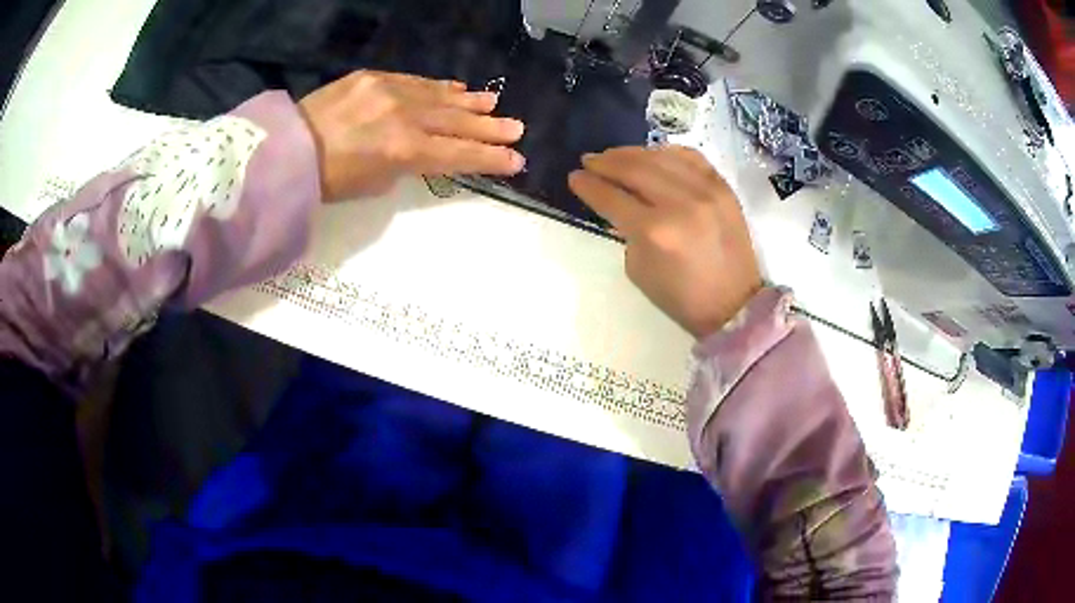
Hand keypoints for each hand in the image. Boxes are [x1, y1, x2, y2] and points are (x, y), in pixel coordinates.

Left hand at [298, 71, 526, 200]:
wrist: (288, 148)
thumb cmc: (329, 179)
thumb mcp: (374, 184)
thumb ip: (406, 165)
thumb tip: (424, 150)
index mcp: (405, 152)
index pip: (459, 154)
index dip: (489, 158)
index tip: (516, 160)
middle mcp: (405, 118)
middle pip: (458, 122)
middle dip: (490, 127)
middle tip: (517, 128)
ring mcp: (391, 92)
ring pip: (441, 97)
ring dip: (470, 102)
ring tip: (494, 103)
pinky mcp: (375, 77)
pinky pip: (417, 81)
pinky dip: (439, 87)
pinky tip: (457, 88)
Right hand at [569, 146, 761, 338]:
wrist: (734, 303)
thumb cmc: (682, 296)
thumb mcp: (638, 269)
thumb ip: (625, 230)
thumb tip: (619, 203)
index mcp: (655, 232)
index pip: (612, 197)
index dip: (588, 185)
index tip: (574, 177)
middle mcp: (680, 203)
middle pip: (633, 169)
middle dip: (605, 162)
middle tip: (589, 161)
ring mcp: (706, 191)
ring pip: (660, 157)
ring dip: (631, 153)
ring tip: (614, 156)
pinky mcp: (723, 187)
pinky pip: (690, 156)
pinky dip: (666, 152)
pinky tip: (652, 155)